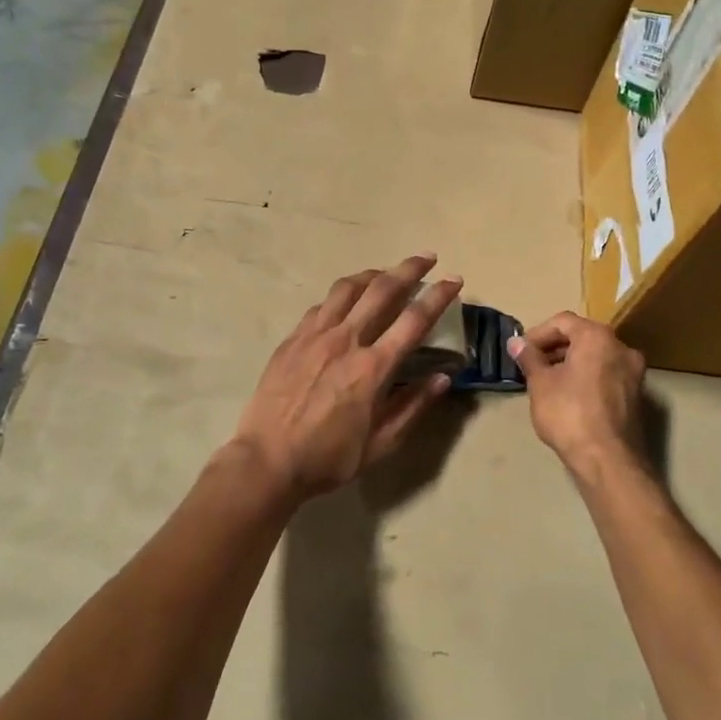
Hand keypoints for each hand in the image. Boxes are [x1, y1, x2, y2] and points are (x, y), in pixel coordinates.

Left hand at [232, 255, 462, 498]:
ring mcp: (315, 335)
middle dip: (409, 269)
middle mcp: (346, 340)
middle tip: (427, 258)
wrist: (267, 460)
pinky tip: (346, 301)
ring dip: (373, 274)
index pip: (414, 320)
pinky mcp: (293, 338)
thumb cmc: (328, 458)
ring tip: (386, 272)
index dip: (438, 296)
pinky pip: (322, 305)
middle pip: (382, 290)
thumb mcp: (381, 443)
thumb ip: (414, 406)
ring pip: (348, 288)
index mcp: (373, 368)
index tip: (453, 280)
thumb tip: (443, 378)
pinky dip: (341, 295)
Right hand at [507, 312, 647, 486]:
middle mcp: (621, 347)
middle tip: (532, 365)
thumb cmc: (569, 413)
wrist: (608, 460)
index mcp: (597, 337)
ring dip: (570, 363)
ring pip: (596, 356)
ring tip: (547, 381)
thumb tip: (515, 342)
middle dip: (554, 348)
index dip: (538, 333)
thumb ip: (529, 358)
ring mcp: (633, 372)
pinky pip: (606, 374)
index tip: (521, 351)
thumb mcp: (541, 384)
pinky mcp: (636, 395)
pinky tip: (569, 396)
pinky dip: (587, 377)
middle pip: (582, 336)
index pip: (563, 322)